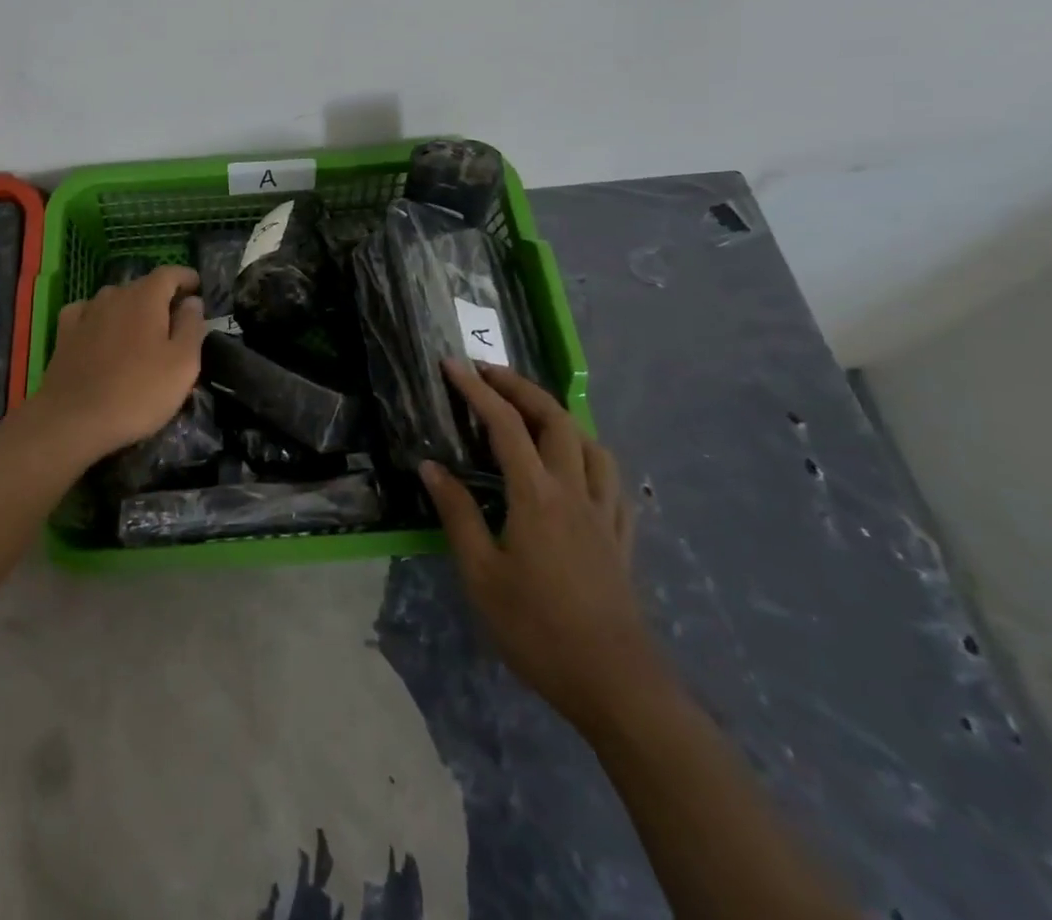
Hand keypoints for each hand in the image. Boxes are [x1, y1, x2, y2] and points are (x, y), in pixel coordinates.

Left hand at [34, 266, 205, 459]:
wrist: (74, 420)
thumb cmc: (138, 392)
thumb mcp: (182, 364)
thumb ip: (191, 327)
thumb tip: (192, 302)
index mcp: (146, 298)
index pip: (169, 273)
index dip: (185, 277)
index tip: (198, 287)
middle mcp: (114, 295)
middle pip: (142, 286)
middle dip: (161, 297)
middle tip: (174, 321)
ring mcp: (85, 313)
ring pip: (114, 299)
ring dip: (130, 309)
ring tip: (140, 331)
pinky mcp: (64, 333)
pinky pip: (86, 313)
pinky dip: (99, 318)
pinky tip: (100, 332)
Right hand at [422, 360, 665, 734]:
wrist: (617, 686)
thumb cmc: (538, 630)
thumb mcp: (481, 575)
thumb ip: (457, 514)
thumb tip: (430, 466)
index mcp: (536, 495)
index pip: (504, 425)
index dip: (477, 390)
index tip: (451, 365)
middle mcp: (574, 490)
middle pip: (554, 418)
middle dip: (520, 386)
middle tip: (488, 372)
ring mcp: (604, 513)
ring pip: (590, 443)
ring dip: (559, 416)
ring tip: (533, 413)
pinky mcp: (621, 538)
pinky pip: (612, 481)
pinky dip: (591, 458)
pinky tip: (579, 469)